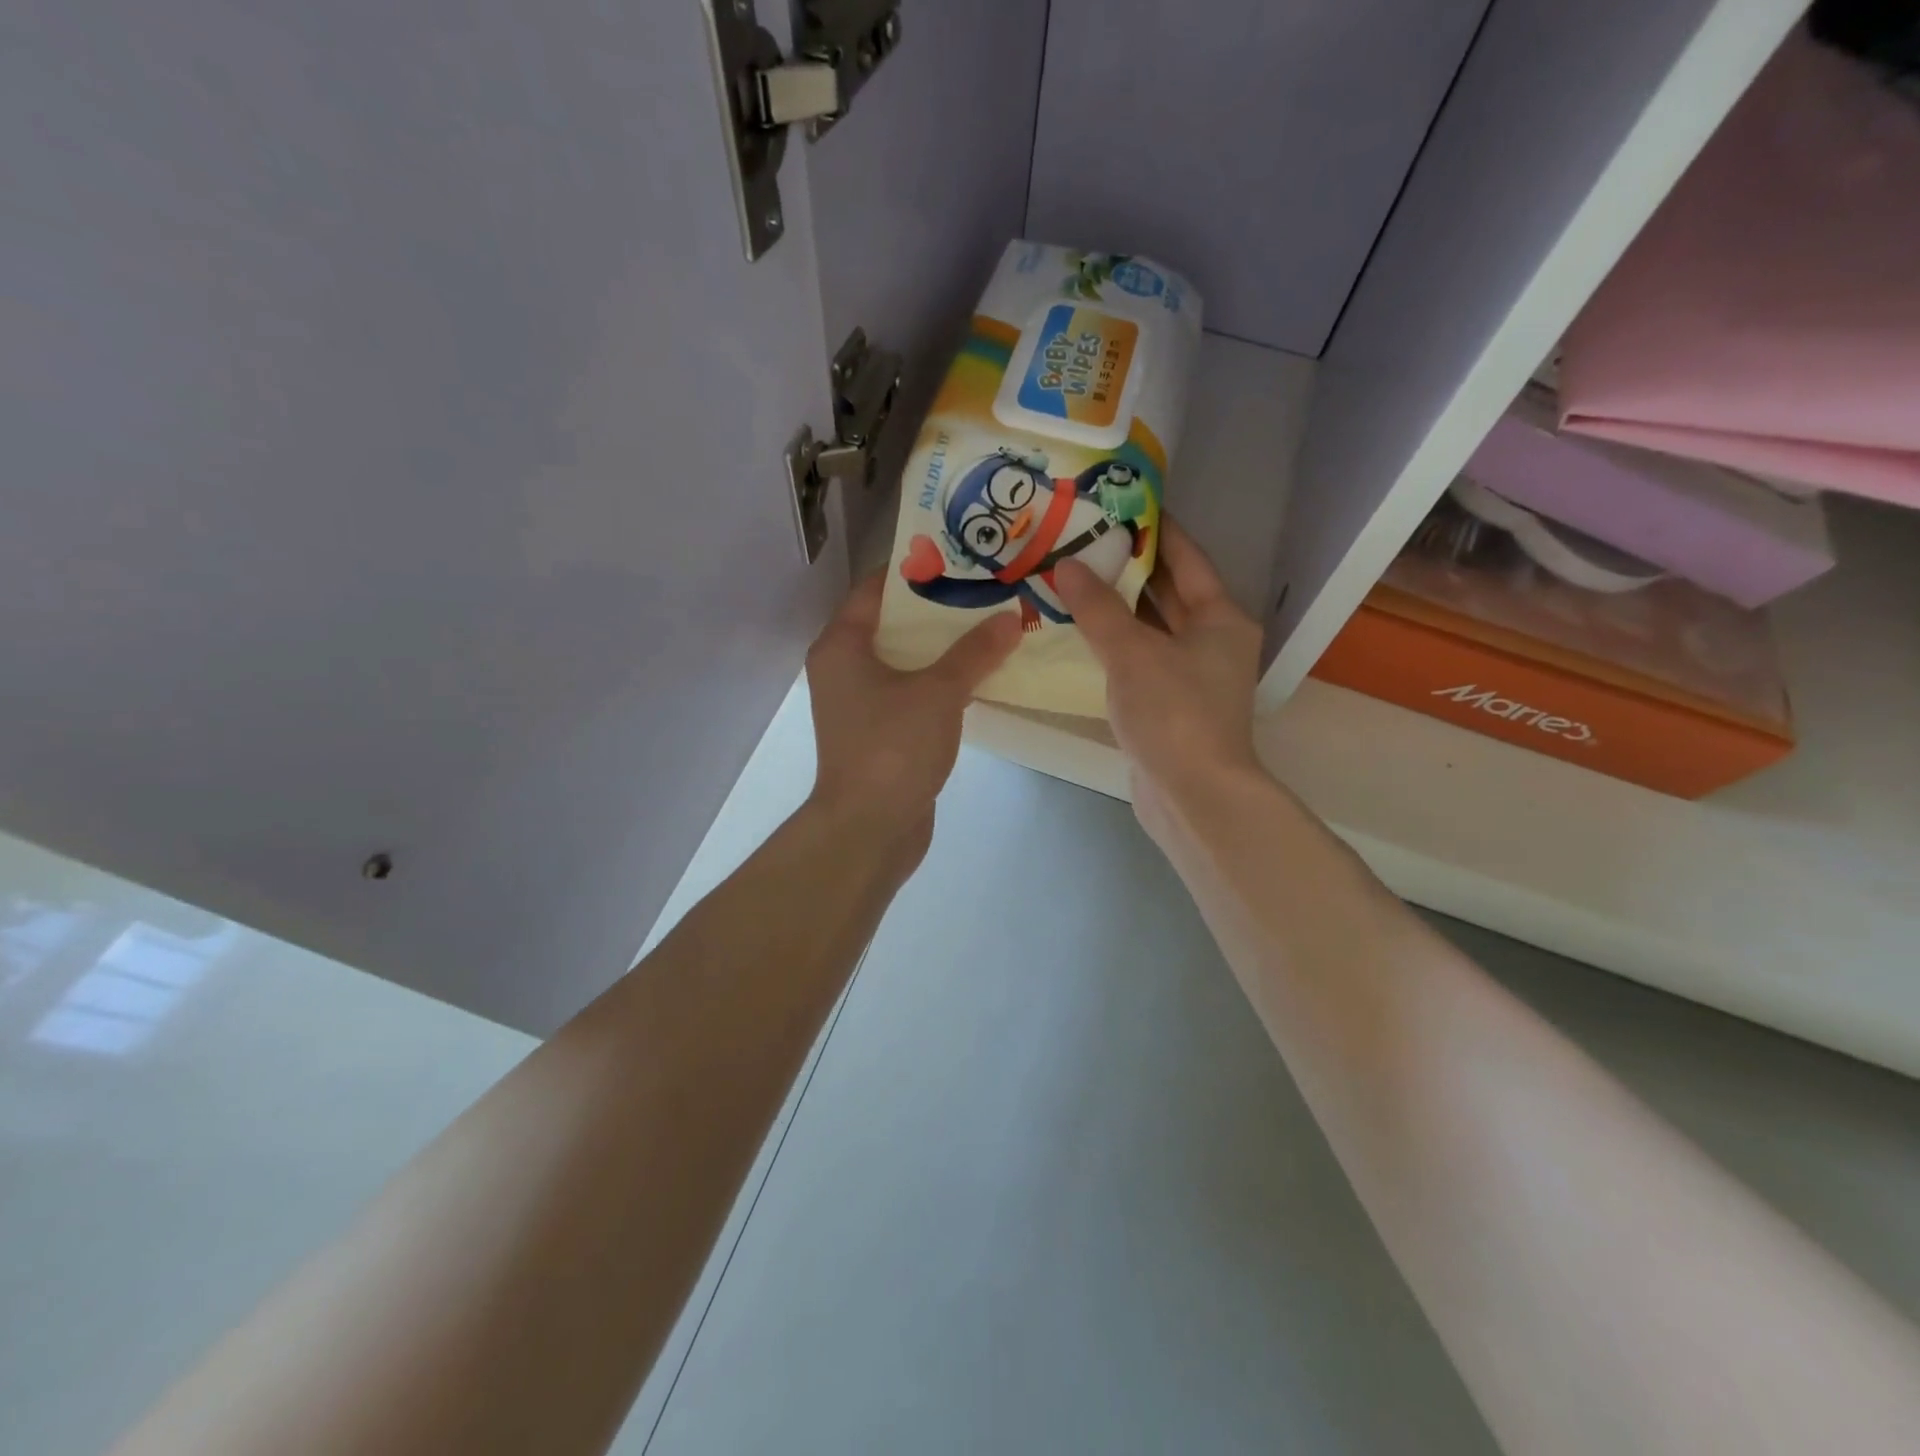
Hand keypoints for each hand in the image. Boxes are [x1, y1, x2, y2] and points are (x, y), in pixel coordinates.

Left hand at [805, 575, 1020, 848]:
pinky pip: (912, 692)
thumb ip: (974, 652)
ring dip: (944, 648)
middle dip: (939, 609)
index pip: (875, 589)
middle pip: (893, 624)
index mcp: (842, 645)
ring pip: (906, 661)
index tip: (959, 556)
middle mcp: (844, 668)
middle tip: (986, 590)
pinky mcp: (880, 732)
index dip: (915, 569)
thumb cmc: (892, 747)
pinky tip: (981, 675)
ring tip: (991, 625)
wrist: (870, 827)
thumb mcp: (938, 692)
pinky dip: (941, 682)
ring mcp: (861, 703)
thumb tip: (1009, 618)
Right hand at [1054, 517, 1264, 817]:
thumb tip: (1066, 565)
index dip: (1156, 529)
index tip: (1122, 505)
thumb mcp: (1132, 652)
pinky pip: (1140, 660)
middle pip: (1168, 592)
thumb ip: (1098, 607)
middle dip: (1129, 568)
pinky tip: (1080, 633)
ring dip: (1117, 608)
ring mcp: (1192, 676)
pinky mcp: (1170, 706)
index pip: (1186, 558)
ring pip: (1152, 629)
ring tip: (1074, 578)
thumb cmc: (1174, 712)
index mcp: (1220, 618)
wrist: (1193, 795)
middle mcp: (1212, 642)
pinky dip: (1115, 645)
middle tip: (1084, 540)